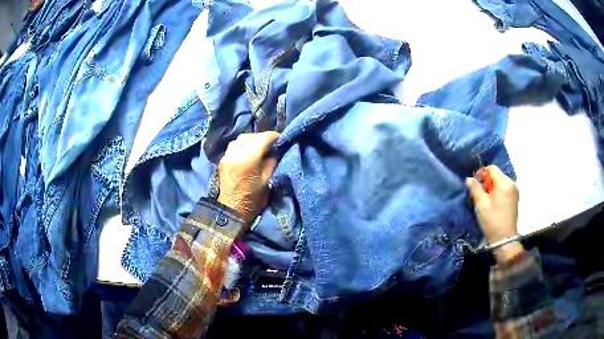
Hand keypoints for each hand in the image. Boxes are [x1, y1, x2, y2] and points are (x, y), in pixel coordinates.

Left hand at [217, 132, 279, 224]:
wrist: (232, 210)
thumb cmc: (253, 199)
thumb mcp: (267, 180)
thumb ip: (272, 161)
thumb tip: (275, 150)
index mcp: (249, 158)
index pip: (263, 138)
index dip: (274, 136)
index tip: (281, 140)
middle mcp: (236, 153)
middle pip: (251, 136)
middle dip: (262, 137)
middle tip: (271, 144)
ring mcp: (227, 156)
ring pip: (240, 138)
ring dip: (251, 140)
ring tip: (258, 147)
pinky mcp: (223, 160)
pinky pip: (233, 146)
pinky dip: (242, 145)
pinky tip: (247, 153)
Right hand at [466, 165, 523, 262]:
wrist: (504, 239)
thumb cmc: (492, 221)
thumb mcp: (481, 204)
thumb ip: (475, 189)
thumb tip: (469, 178)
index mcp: (504, 183)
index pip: (491, 168)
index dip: (481, 173)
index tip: (475, 185)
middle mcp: (511, 183)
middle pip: (496, 175)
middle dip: (486, 182)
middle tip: (479, 195)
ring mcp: (514, 191)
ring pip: (500, 182)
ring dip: (492, 188)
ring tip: (485, 201)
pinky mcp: (515, 198)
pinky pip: (504, 189)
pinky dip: (497, 193)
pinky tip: (493, 204)